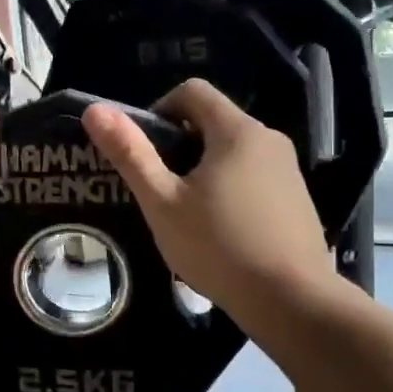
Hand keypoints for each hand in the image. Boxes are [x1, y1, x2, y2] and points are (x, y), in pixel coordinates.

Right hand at [83, 80, 331, 326]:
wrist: (291, 300)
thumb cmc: (219, 247)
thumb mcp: (163, 203)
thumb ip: (130, 154)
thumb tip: (94, 110)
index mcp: (236, 130)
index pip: (192, 91)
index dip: (159, 109)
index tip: (145, 151)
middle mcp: (268, 138)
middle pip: (214, 122)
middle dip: (180, 146)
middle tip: (160, 190)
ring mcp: (289, 169)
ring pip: (235, 153)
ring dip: (205, 171)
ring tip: (187, 216)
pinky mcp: (298, 198)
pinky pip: (255, 177)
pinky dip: (231, 190)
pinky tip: (222, 233)